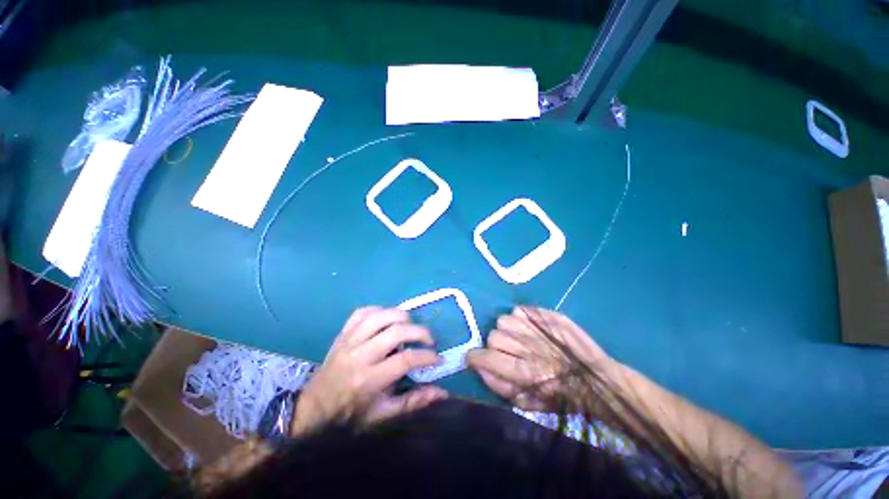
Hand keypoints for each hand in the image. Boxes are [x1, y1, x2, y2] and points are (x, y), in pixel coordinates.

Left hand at [291, 307, 447, 435]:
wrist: (313, 409)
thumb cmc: (350, 414)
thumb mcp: (383, 415)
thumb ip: (413, 402)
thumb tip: (442, 392)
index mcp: (370, 380)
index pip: (406, 360)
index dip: (427, 356)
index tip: (437, 358)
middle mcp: (359, 356)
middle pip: (396, 331)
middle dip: (419, 331)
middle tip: (428, 339)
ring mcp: (349, 341)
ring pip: (379, 316)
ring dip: (401, 316)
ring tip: (410, 325)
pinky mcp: (342, 334)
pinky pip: (361, 312)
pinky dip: (379, 310)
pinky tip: (387, 318)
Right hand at [467, 307, 613, 410]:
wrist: (595, 380)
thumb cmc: (560, 397)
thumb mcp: (528, 404)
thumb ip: (499, 386)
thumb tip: (478, 367)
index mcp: (525, 373)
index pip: (487, 357)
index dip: (475, 357)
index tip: (474, 358)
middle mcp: (530, 347)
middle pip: (493, 336)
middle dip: (494, 346)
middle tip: (506, 352)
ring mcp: (539, 328)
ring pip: (504, 320)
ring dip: (507, 331)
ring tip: (518, 339)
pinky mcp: (548, 315)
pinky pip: (519, 310)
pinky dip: (520, 318)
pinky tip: (529, 329)